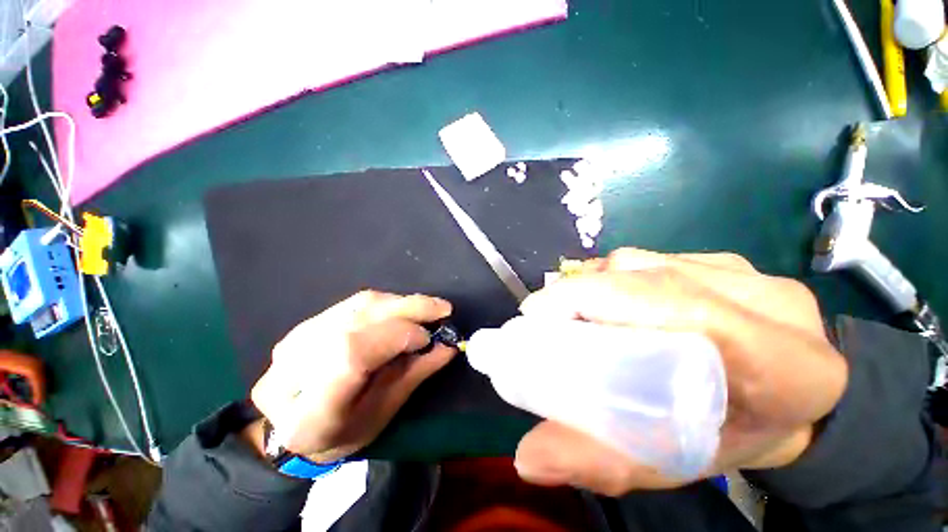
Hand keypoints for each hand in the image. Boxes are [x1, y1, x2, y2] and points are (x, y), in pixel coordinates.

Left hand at [250, 291, 455, 462]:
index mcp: (310, 412)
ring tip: (428, 309)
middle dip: (408, 310)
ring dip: (402, 303)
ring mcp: (297, 338)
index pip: (352, 355)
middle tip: (442, 309)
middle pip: (359, 321)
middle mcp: (294, 367)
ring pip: (360, 306)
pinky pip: (355, 303)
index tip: (428, 338)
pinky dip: (388, 303)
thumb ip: (415, 374)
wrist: (292, 424)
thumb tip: (448, 346)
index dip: (397, 337)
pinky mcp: (306, 323)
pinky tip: (404, 309)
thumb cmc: (343, 432)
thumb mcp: (383, 414)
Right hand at [513, 248, 847, 495]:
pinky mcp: (720, 261)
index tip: (537, 315)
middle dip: (577, 295)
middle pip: (641, 277)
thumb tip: (528, 459)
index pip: (674, 307)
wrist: (797, 402)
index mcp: (782, 363)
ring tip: (574, 315)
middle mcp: (762, 301)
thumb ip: (601, 461)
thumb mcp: (675, 462)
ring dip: (591, 286)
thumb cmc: (737, 438)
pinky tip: (603, 303)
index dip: (591, 299)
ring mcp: (741, 272)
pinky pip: (646, 260)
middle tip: (546, 323)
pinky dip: (609, 279)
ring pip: (637, 263)